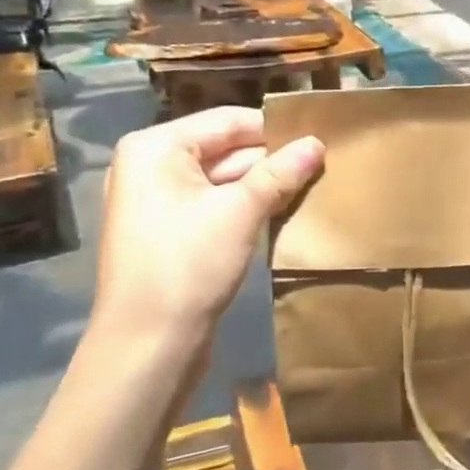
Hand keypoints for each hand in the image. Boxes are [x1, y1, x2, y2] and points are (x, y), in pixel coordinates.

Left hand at [90, 107, 323, 365]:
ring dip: (263, 185)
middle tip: (322, 164)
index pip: (227, 121)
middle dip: (271, 159)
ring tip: (312, 185)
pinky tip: (283, 211)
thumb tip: (317, 143)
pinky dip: (245, 206)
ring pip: (222, 179)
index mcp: (156, 148)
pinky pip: (213, 204)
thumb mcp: (240, 212)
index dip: (274, 129)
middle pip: (224, 148)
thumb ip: (280, 172)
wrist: (146, 348)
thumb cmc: (188, 266)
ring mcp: (156, 201)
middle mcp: (150, 166)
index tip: (320, 138)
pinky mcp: (168, 231)